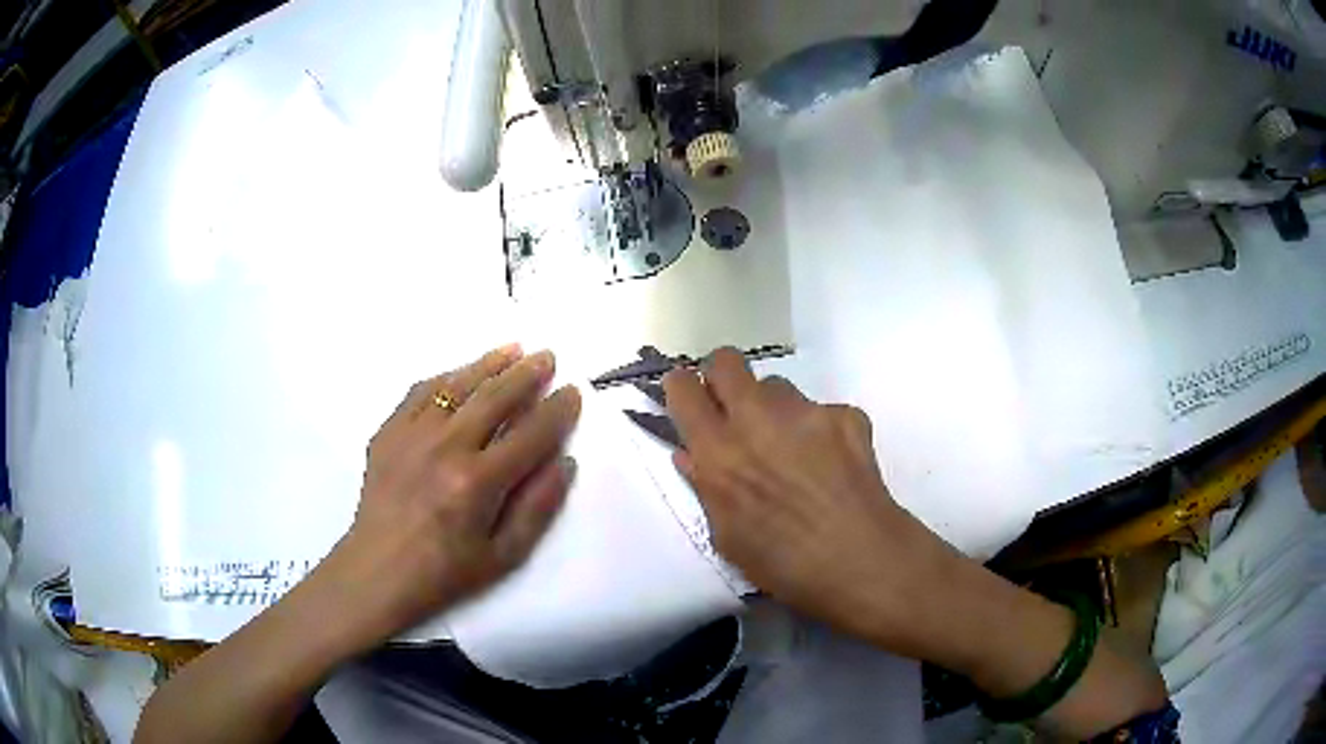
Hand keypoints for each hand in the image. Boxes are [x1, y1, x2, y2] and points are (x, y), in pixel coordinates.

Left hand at [322, 345, 581, 647]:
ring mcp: (412, 435)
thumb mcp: (504, 556)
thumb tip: (564, 461)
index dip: (557, 410)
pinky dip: (446, 378)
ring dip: (488, 364)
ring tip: (513, 350)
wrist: (378, 572)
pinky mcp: (388, 432)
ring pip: (457, 385)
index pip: (530, 434)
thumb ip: (538, 507)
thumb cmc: (445, 572)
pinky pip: (420, 393)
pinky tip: (461, 373)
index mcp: (478, 482)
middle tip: (548, 356)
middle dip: (527, 374)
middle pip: (495, 397)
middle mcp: (446, 448)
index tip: (573, 393)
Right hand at [663, 348, 954, 648]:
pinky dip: (819, 430)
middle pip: (726, 361)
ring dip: (774, 409)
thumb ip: (706, 488)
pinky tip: (832, 465)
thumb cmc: (784, 565)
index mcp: (718, 452)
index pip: (682, 389)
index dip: (681, 389)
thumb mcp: (727, 537)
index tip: (690, 402)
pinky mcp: (845, 414)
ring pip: (777, 386)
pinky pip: (820, 410)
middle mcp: (757, 418)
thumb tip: (692, 455)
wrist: (861, 560)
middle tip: (733, 409)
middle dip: (722, 377)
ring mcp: (806, 411)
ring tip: (792, 449)